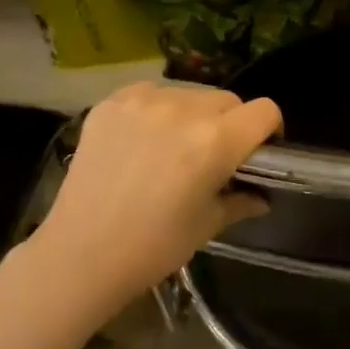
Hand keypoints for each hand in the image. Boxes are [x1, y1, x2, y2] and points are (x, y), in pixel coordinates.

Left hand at [29, 82, 281, 312]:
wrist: (80, 254)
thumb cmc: (153, 247)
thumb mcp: (208, 225)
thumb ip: (242, 200)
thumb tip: (262, 196)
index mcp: (215, 141)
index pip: (265, 111)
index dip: (269, 130)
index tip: (258, 151)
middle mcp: (183, 110)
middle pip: (228, 99)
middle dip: (231, 123)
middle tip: (214, 155)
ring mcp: (143, 101)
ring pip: (190, 94)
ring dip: (194, 114)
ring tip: (173, 147)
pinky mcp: (111, 102)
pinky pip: (151, 93)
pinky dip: (157, 110)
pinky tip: (143, 140)